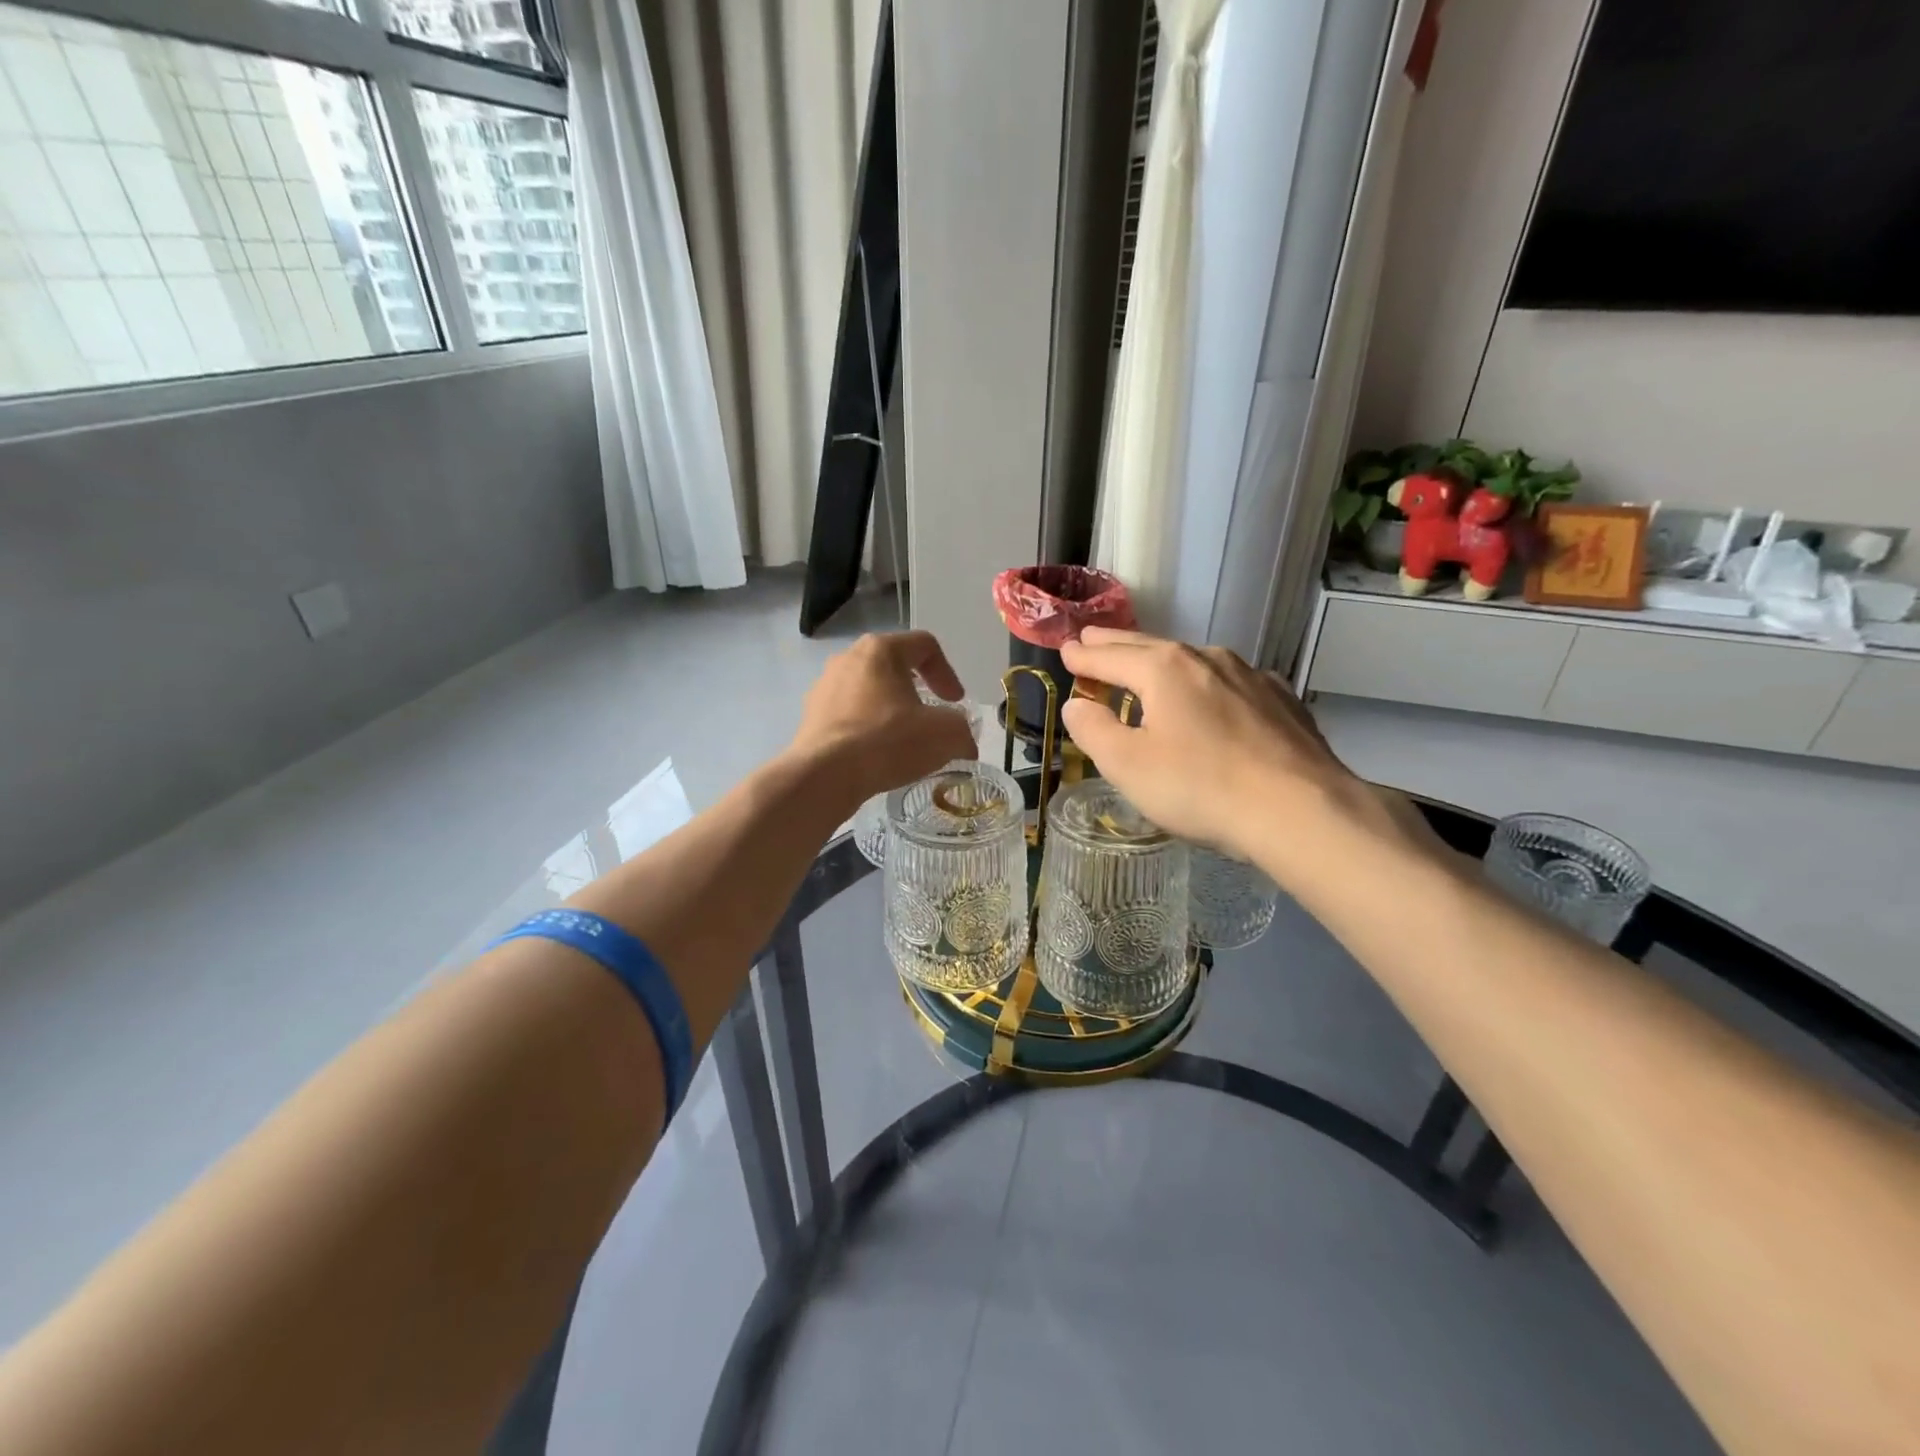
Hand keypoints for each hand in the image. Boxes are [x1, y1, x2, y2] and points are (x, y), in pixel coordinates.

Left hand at [789, 631, 977, 809]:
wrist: (824, 775)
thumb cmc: (887, 741)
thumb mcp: (944, 734)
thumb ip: (962, 730)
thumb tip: (964, 742)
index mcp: (880, 649)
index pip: (925, 645)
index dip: (948, 672)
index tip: (955, 703)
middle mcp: (848, 658)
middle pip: (894, 665)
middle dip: (917, 690)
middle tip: (930, 716)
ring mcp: (824, 686)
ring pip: (869, 690)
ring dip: (890, 710)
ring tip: (902, 739)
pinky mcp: (811, 716)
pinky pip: (848, 714)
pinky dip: (867, 728)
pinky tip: (876, 755)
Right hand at [1058, 628, 1391, 867]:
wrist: (1301, 811)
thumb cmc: (1200, 787)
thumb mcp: (1127, 765)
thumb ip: (1093, 730)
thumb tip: (1077, 705)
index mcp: (1163, 669)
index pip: (1109, 655)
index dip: (1083, 656)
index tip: (1065, 650)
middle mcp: (1206, 658)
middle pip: (1149, 646)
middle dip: (1116, 644)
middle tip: (1092, 638)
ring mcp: (1250, 676)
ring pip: (1192, 660)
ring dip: (1162, 661)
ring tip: (1146, 665)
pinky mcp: (1281, 700)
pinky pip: (1230, 682)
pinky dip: (1206, 683)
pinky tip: (1211, 696)